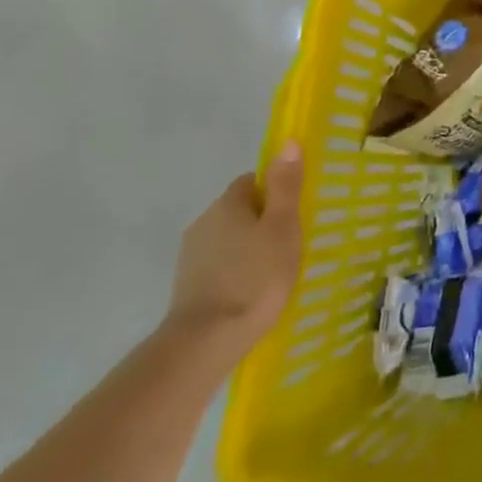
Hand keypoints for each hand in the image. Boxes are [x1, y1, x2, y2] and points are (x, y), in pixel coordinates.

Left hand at [165, 143, 304, 359]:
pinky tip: (252, 290)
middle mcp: (203, 222)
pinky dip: (236, 270)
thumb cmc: (255, 276)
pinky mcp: (187, 284)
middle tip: (291, 242)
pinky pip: (219, 264)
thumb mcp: (283, 226)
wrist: (207, 339)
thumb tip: (288, 142)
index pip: (252, 181)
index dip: (275, 192)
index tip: (294, 214)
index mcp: (227, 204)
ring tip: (274, 270)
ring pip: (229, 238)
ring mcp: (191, 255)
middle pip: (239, 209)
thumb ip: (285, 185)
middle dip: (263, 220)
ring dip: (248, 247)